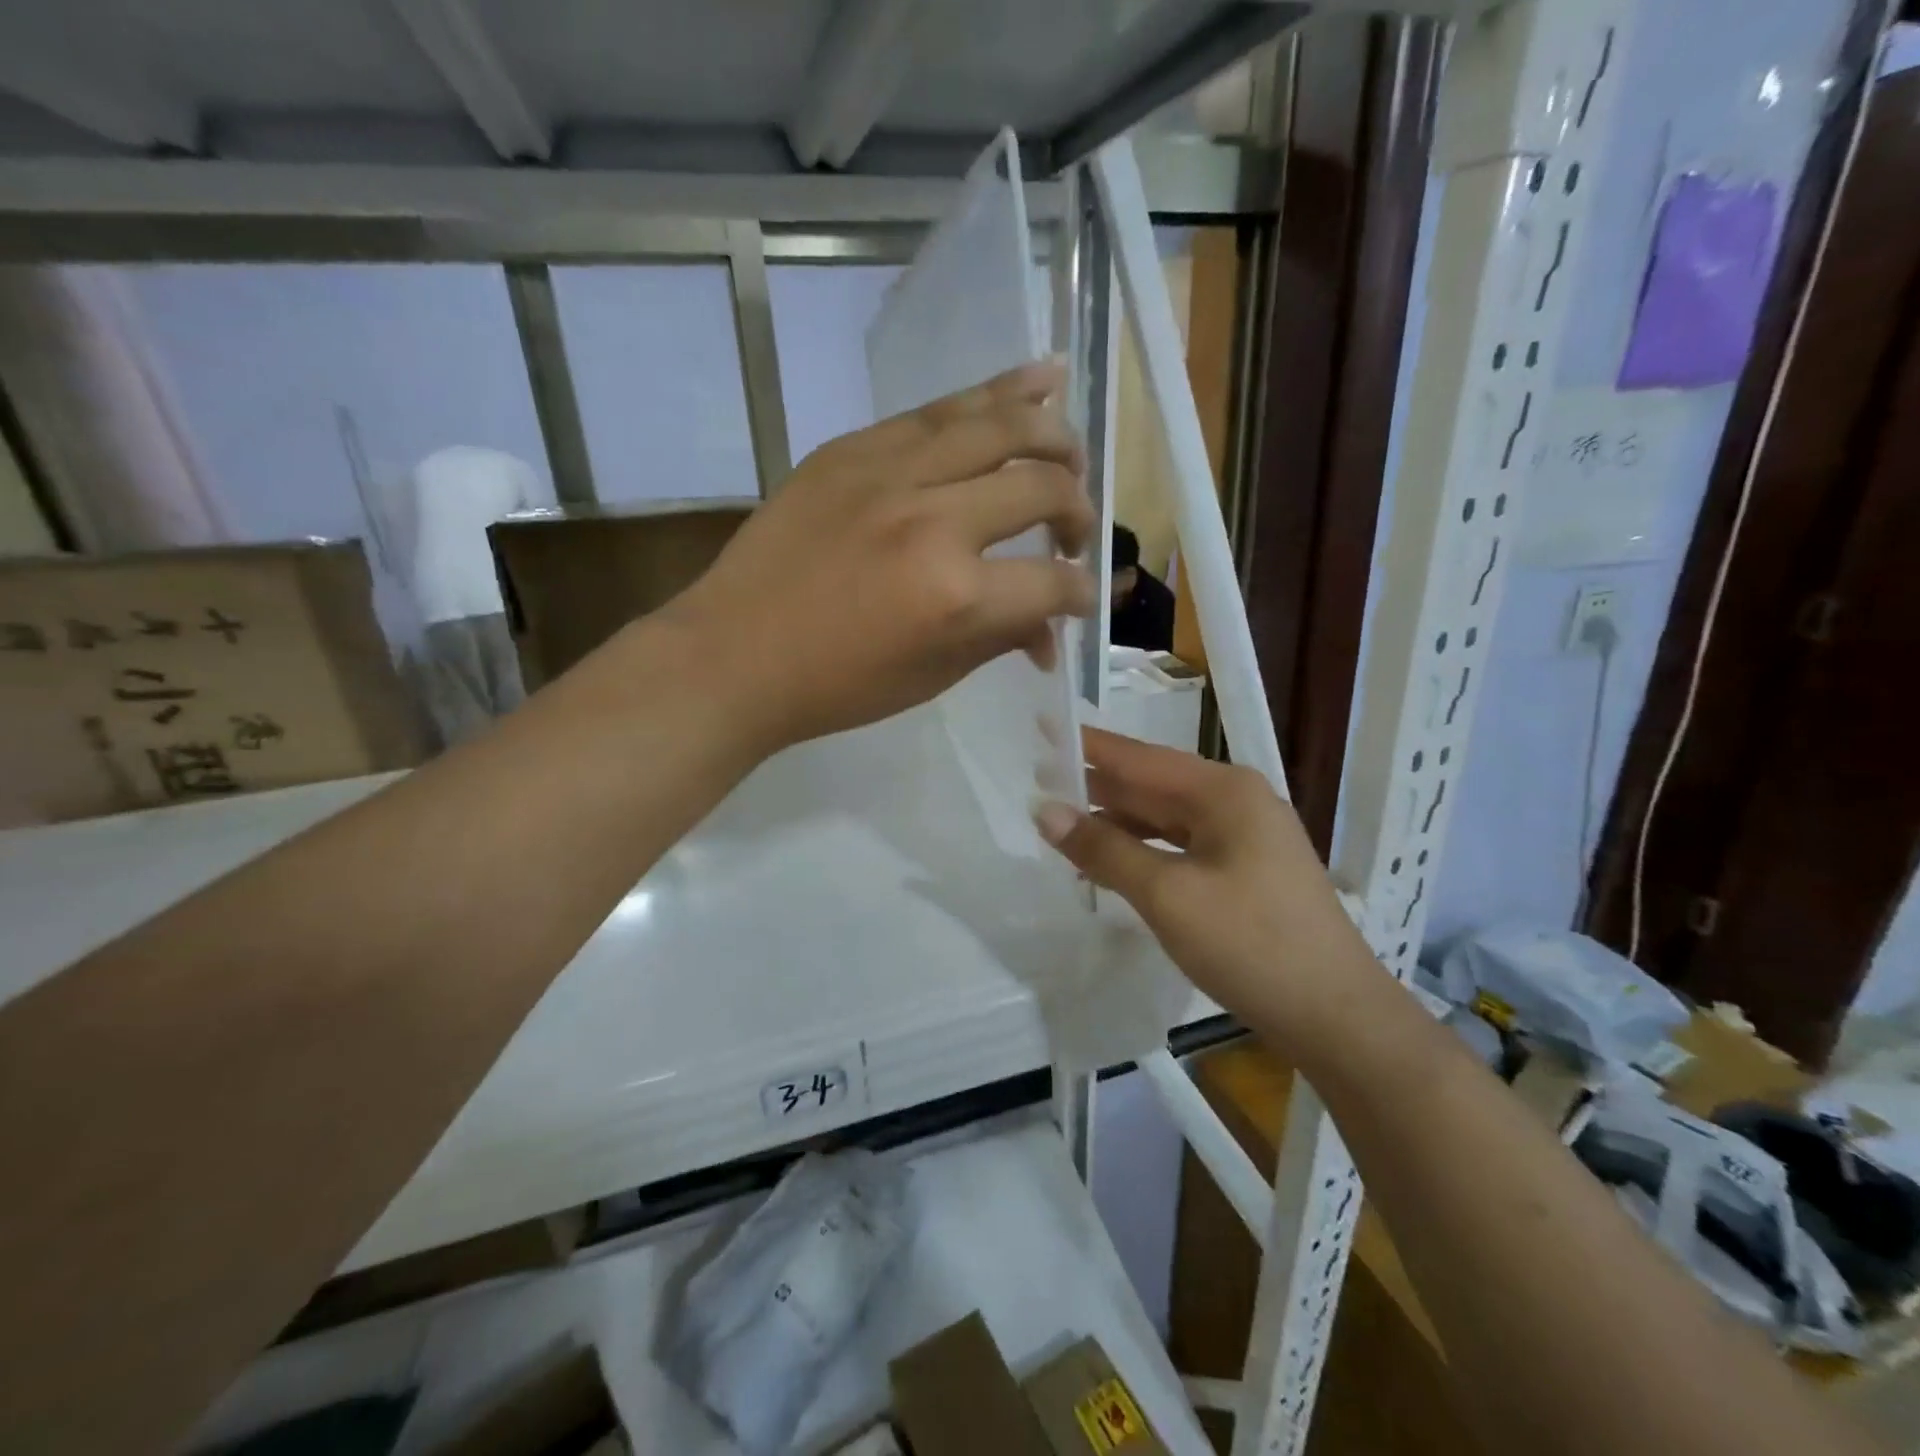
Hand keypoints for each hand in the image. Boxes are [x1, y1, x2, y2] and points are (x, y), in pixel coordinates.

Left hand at [663, 362, 1095, 753]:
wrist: (732, 655)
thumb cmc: (834, 686)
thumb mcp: (929, 677)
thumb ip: (998, 640)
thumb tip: (1047, 631)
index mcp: (956, 596)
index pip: (1052, 582)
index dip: (1080, 591)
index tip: (1080, 596)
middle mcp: (934, 520)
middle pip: (1040, 487)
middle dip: (1077, 510)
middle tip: (1074, 530)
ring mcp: (889, 473)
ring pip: (995, 424)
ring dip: (1050, 431)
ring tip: (1073, 442)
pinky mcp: (852, 450)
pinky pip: (936, 412)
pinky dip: (993, 394)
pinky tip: (1036, 381)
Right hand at [1037, 728, 1380, 1055]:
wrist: (1336, 1017)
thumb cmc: (1250, 944)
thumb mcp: (1167, 895)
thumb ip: (1104, 849)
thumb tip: (1045, 811)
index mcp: (1223, 791)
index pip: (1139, 757)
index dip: (1088, 745)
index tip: (1043, 725)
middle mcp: (1236, 802)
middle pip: (1152, 785)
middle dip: (1097, 784)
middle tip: (1038, 778)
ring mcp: (1245, 837)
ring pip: (1165, 817)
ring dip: (1117, 821)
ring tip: (1062, 821)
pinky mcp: (1246, 871)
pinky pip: (1181, 846)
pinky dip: (1143, 850)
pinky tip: (1112, 860)